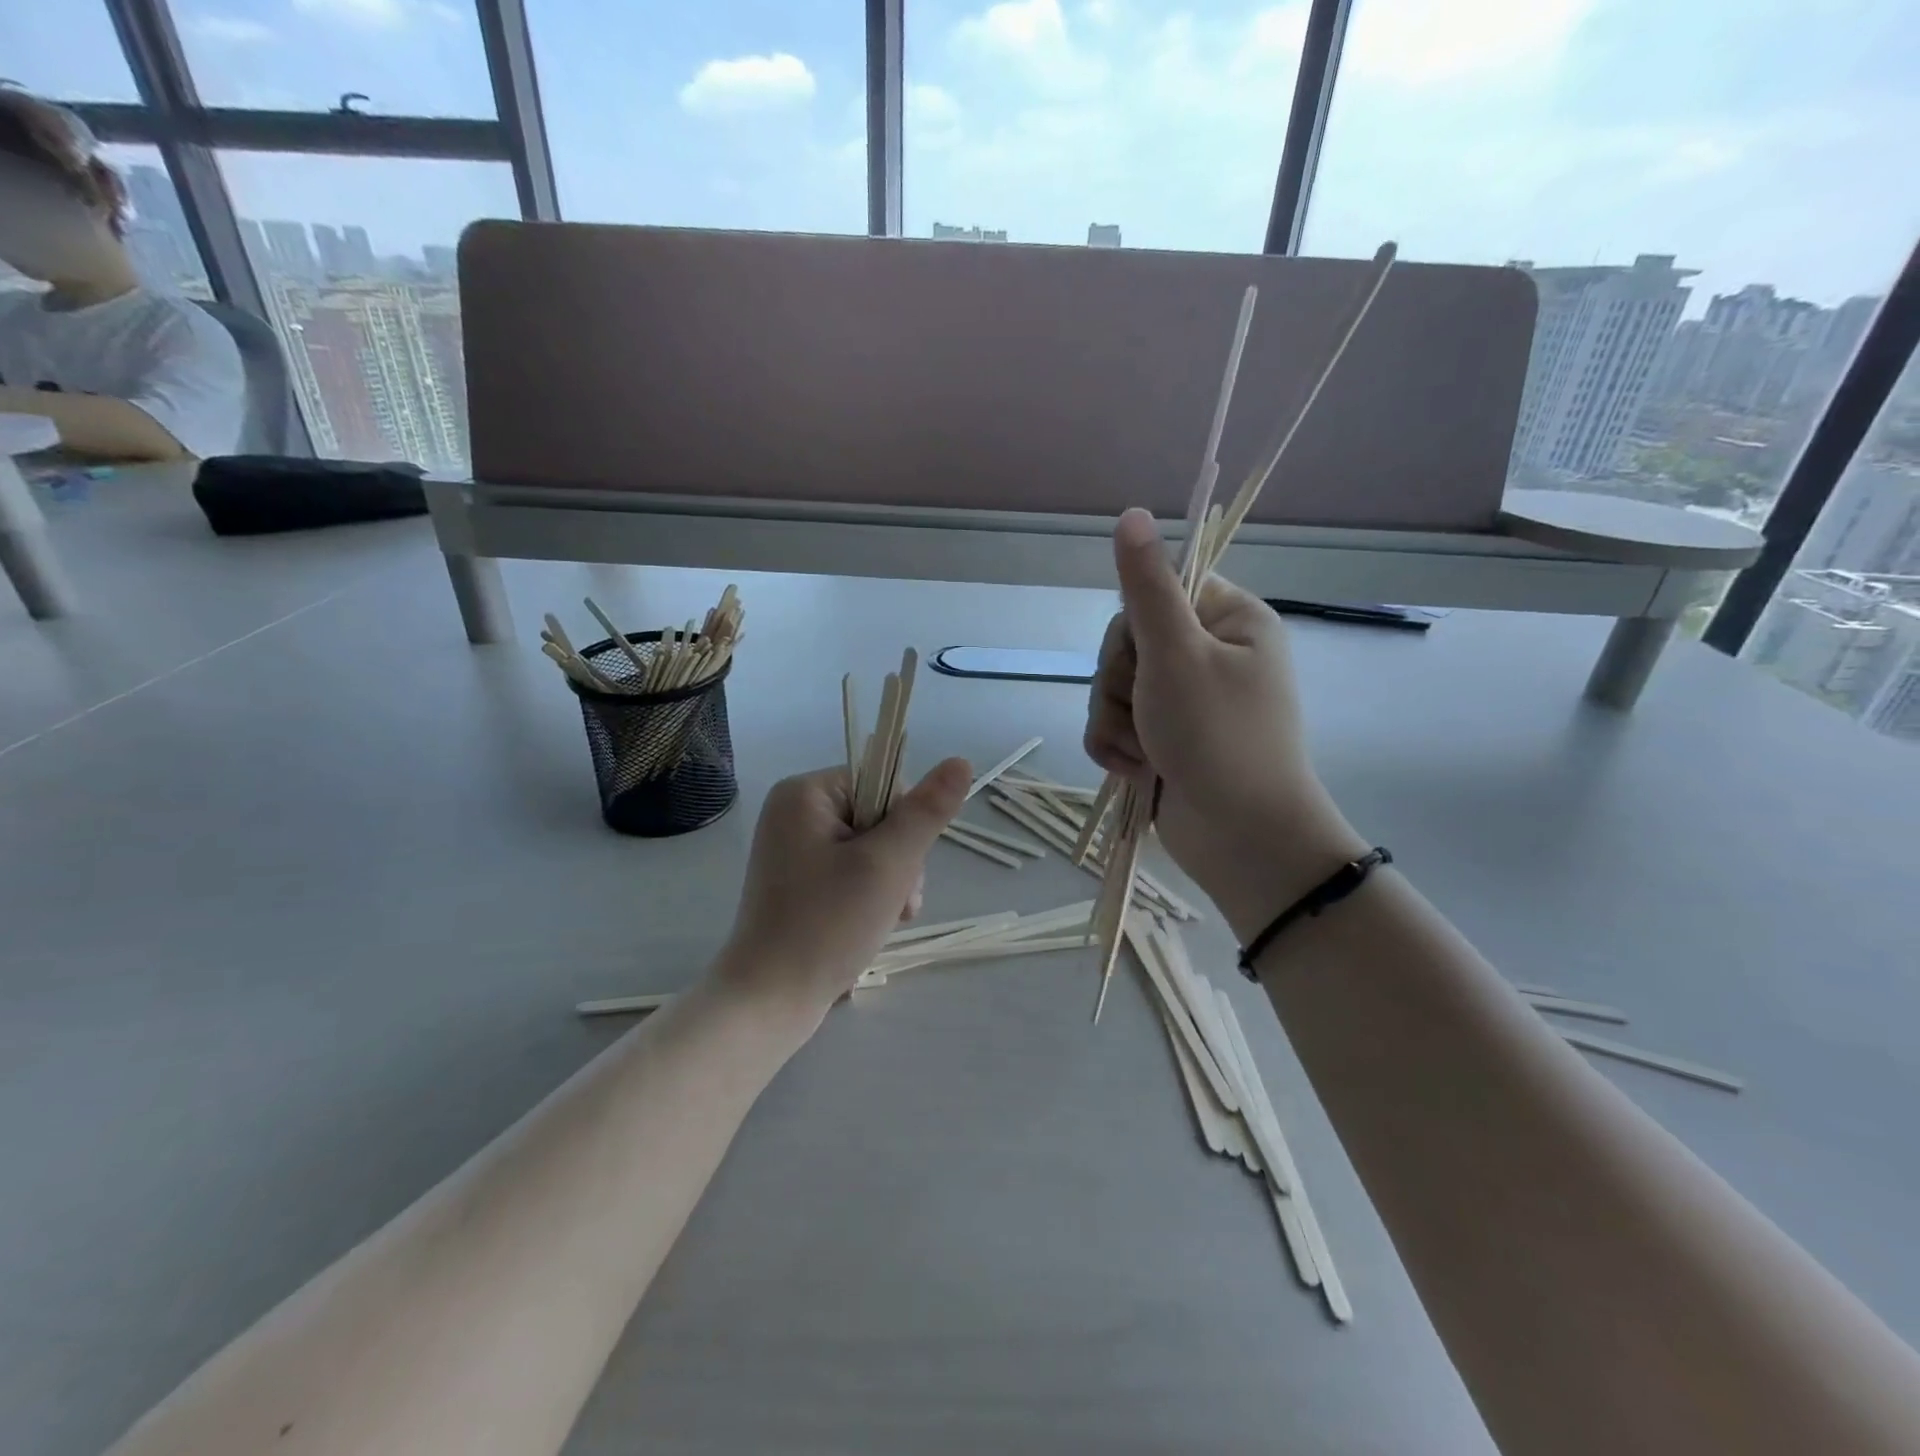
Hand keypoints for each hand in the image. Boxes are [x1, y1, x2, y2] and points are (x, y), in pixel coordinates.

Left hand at [713, 758, 971, 1028]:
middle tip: (896, 902)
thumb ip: (926, 811)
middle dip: (900, 861)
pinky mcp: (798, 883)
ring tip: (888, 919)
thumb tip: (961, 761)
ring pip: (871, 849)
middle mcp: (794, 813)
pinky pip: (850, 872)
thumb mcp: (888, 863)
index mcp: (805, 793)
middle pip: (879, 817)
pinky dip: (871, 896)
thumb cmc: (827, 924)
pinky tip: (875, 925)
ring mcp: (793, 850)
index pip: (883, 783)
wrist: (768, 1000)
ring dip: (891, 882)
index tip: (902, 865)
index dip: (906, 823)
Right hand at [1083, 509, 1366, 938]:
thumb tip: (1131, 512)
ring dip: (1115, 722)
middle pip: (1126, 643)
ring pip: (1112, 687)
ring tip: (1146, 754)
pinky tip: (1137, 771)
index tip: (1146, 656)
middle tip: (1149, 714)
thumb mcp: (1176, 654)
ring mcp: (1184, 701)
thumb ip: (1146, 587)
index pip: (1156, 591)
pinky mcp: (1163, 738)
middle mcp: (1208, 655)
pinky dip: (1116, 748)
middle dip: (1121, 685)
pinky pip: (1114, 725)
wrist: (1240, 840)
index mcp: (1228, 620)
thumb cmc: (1217, 739)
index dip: (1136, 627)